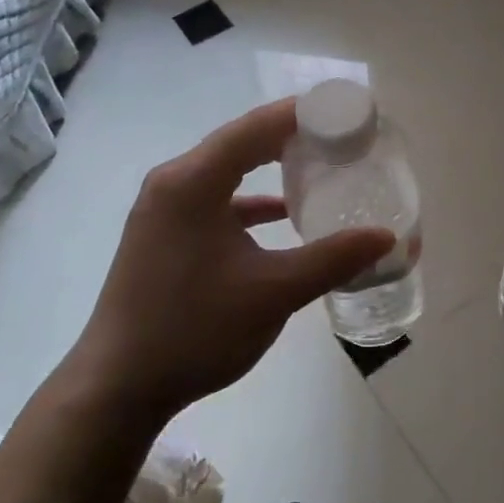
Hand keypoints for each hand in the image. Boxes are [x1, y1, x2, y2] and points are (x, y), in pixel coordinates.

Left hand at [73, 100, 393, 420]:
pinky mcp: (164, 233)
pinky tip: (284, 215)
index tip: (350, 113)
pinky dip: (252, 200)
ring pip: (228, 169)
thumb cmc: (195, 330)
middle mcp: (174, 182)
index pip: (258, 126)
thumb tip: (386, 236)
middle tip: (346, 137)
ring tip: (323, 164)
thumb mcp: (274, 292)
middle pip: (243, 141)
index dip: (306, 114)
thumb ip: (333, 259)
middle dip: (295, 135)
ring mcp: (164, 208)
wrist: (117, 389)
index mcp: (194, 181)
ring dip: (272, 165)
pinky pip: (216, 199)